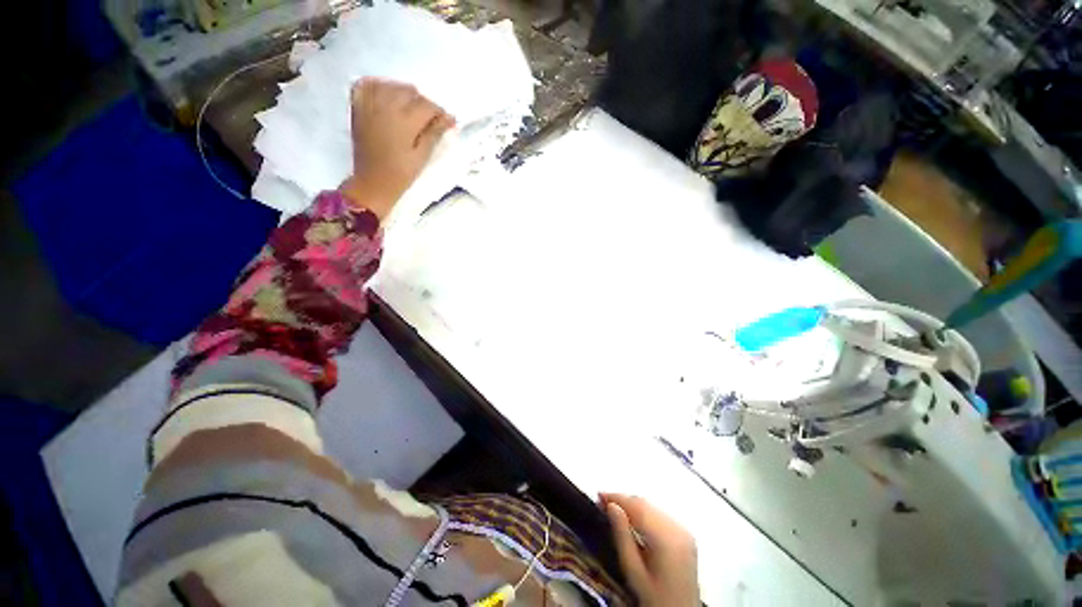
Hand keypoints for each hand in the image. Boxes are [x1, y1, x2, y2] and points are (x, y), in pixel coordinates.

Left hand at [339, 78, 454, 219]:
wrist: (372, 182)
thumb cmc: (401, 173)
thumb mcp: (422, 156)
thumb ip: (434, 133)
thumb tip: (450, 118)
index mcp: (405, 121)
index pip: (427, 105)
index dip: (439, 113)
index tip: (445, 122)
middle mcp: (387, 106)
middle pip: (410, 92)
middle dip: (423, 103)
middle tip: (428, 120)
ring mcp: (370, 105)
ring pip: (391, 85)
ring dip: (404, 93)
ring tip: (410, 108)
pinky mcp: (358, 108)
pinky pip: (366, 84)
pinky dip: (378, 85)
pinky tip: (386, 94)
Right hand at [601, 493, 699, 606]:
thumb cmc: (654, 599)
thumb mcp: (633, 572)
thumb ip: (622, 536)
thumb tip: (611, 506)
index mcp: (666, 539)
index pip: (637, 507)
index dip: (617, 498)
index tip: (599, 495)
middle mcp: (678, 529)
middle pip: (646, 505)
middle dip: (623, 501)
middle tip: (602, 503)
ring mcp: (684, 531)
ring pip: (652, 507)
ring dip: (633, 506)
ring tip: (614, 510)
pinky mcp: (685, 535)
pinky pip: (660, 515)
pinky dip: (644, 513)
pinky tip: (632, 520)